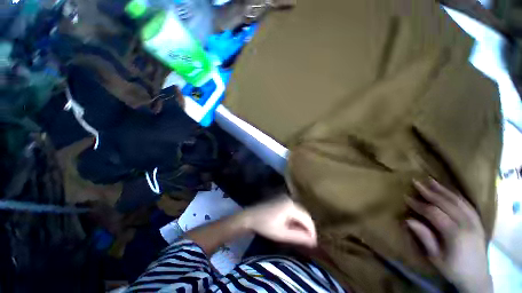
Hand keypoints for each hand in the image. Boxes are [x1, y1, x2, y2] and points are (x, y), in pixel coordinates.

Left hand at [241, 197, 317, 247]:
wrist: (250, 217)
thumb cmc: (264, 226)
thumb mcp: (282, 234)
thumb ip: (298, 237)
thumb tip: (313, 242)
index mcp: (290, 206)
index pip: (307, 219)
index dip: (312, 232)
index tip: (313, 244)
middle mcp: (290, 199)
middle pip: (304, 214)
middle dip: (307, 227)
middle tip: (308, 241)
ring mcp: (285, 198)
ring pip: (299, 211)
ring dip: (301, 223)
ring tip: (301, 235)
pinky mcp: (281, 200)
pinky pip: (293, 209)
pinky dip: (295, 218)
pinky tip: (293, 226)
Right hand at [406, 179, 492, 292]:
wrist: (477, 277)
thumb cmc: (453, 269)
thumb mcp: (436, 257)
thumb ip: (424, 237)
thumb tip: (408, 220)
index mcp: (455, 234)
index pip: (434, 213)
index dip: (419, 204)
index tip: (406, 198)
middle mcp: (466, 224)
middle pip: (446, 203)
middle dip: (430, 192)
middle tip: (416, 182)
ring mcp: (475, 221)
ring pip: (458, 200)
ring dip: (443, 189)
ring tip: (431, 180)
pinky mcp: (478, 221)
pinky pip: (467, 204)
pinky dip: (456, 195)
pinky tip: (448, 190)